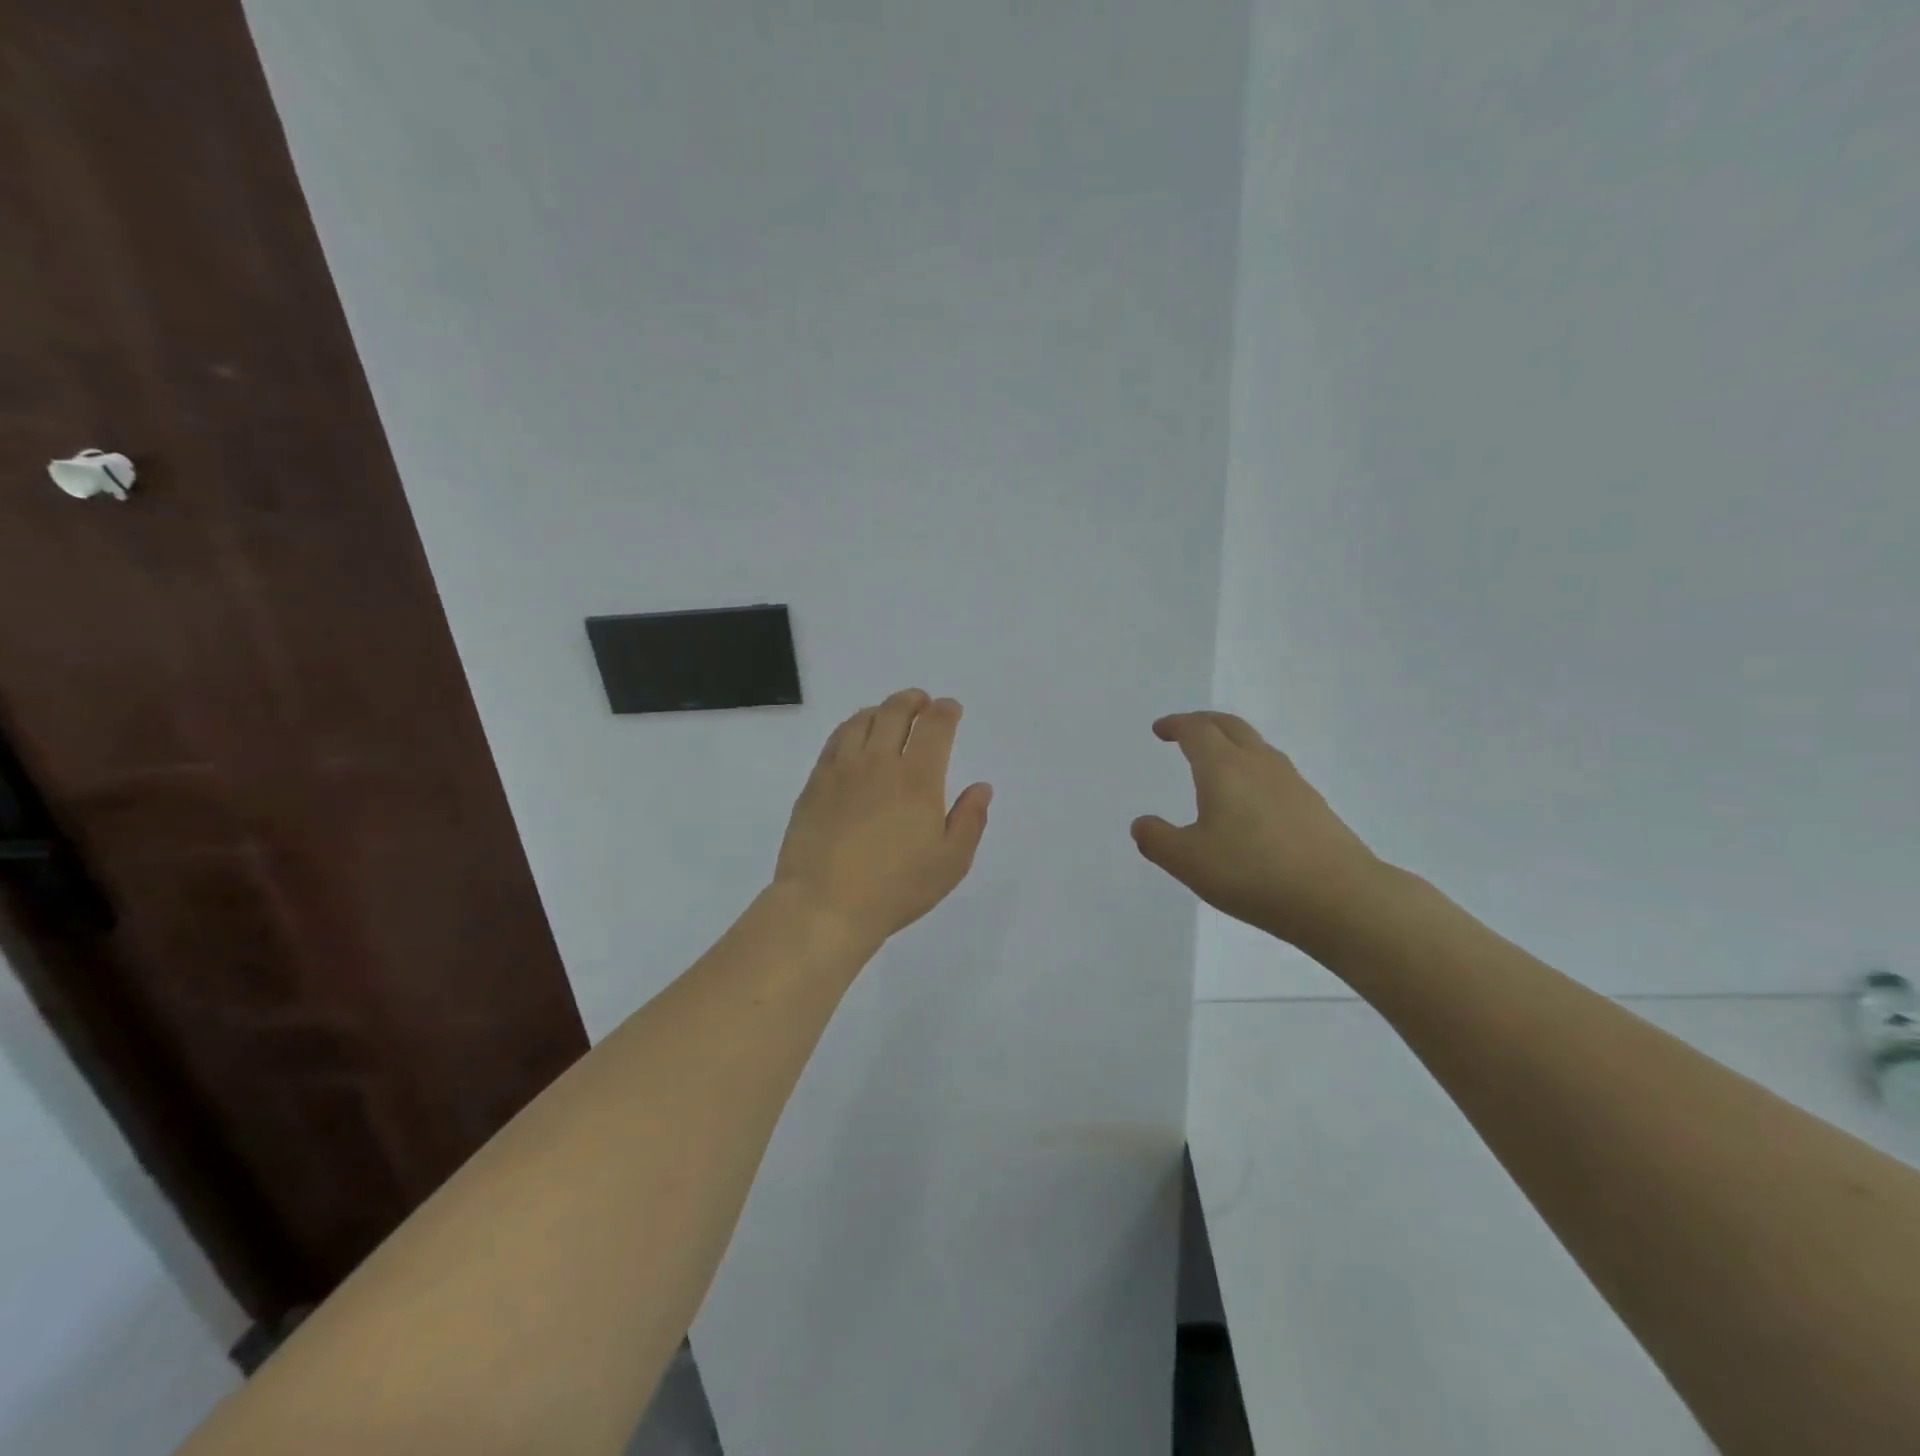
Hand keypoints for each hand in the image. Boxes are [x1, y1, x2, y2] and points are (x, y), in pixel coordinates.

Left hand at [774, 689, 992, 952]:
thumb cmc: (895, 888)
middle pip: (895, 712)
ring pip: (862, 721)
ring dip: (881, 710)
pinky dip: (851, 726)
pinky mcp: (816, 783)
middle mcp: (879, 762)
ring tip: (889, 714)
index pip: (935, 726)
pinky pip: (836, 740)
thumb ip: (969, 820)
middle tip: (922, 702)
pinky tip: (855, 735)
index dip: (946, 711)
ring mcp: (842, 770)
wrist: (824, 905)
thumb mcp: (950, 863)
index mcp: (918, 779)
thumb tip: (981, 787)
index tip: (951, 709)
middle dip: (913, 701)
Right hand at [1132, 712, 1384, 949]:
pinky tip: (1251, 800)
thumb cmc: (1253, 872)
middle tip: (1186, 731)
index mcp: (1223, 767)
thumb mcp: (1188, 861)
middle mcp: (1258, 764)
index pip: (1197, 730)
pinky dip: (1253, 770)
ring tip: (1217, 762)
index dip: (1176, 725)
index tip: (1160, 730)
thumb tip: (1141, 824)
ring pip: (1257, 747)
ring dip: (1232, 743)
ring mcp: (1292, 783)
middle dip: (1204, 723)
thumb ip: (1158, 840)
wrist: (1338, 897)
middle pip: (1230, 726)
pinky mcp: (1313, 806)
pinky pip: (1275, 772)